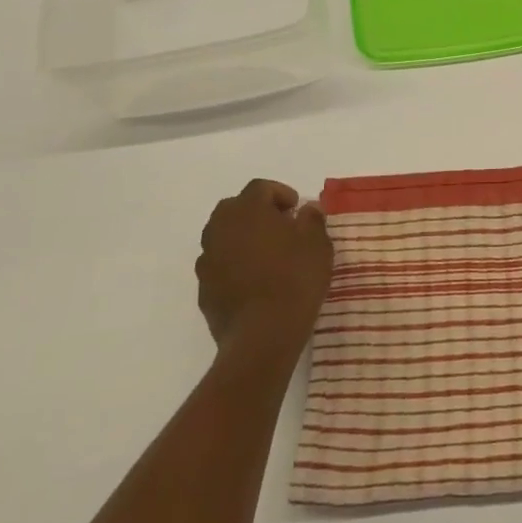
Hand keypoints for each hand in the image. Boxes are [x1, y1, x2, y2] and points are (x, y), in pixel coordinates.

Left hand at [196, 180, 334, 353]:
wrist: (262, 334)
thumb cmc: (295, 279)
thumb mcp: (318, 243)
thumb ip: (312, 219)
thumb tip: (307, 209)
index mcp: (247, 211)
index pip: (260, 188)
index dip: (280, 193)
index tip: (297, 209)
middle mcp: (220, 229)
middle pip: (235, 208)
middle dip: (257, 212)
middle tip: (282, 228)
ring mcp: (207, 260)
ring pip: (223, 237)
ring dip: (243, 238)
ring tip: (268, 256)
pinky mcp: (203, 289)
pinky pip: (220, 265)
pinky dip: (234, 265)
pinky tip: (255, 281)